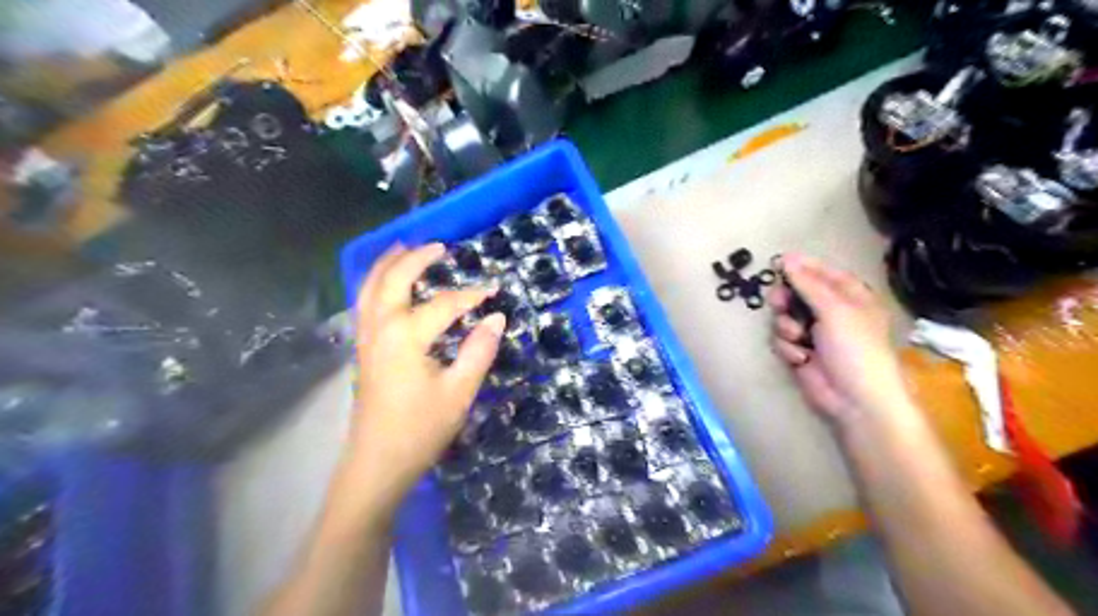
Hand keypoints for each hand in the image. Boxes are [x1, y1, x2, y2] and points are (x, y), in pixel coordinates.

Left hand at [345, 244, 501, 507]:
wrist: (377, 463)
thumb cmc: (420, 429)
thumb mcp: (459, 392)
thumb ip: (479, 351)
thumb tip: (496, 317)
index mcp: (405, 337)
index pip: (444, 305)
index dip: (472, 295)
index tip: (494, 289)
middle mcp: (380, 328)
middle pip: (394, 280)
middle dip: (417, 258)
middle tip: (440, 246)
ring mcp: (366, 338)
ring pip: (371, 288)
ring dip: (388, 264)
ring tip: (405, 247)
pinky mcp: (363, 350)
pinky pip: (365, 303)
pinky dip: (376, 283)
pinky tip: (386, 284)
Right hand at [765, 252, 903, 424]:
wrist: (854, 398)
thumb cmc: (855, 348)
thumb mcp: (834, 309)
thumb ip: (807, 283)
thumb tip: (786, 258)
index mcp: (850, 296)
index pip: (823, 273)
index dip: (801, 267)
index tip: (778, 263)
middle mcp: (830, 312)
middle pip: (796, 293)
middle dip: (785, 299)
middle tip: (779, 303)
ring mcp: (813, 333)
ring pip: (784, 317)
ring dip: (785, 326)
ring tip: (796, 336)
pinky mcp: (799, 352)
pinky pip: (781, 339)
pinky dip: (787, 347)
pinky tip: (799, 357)